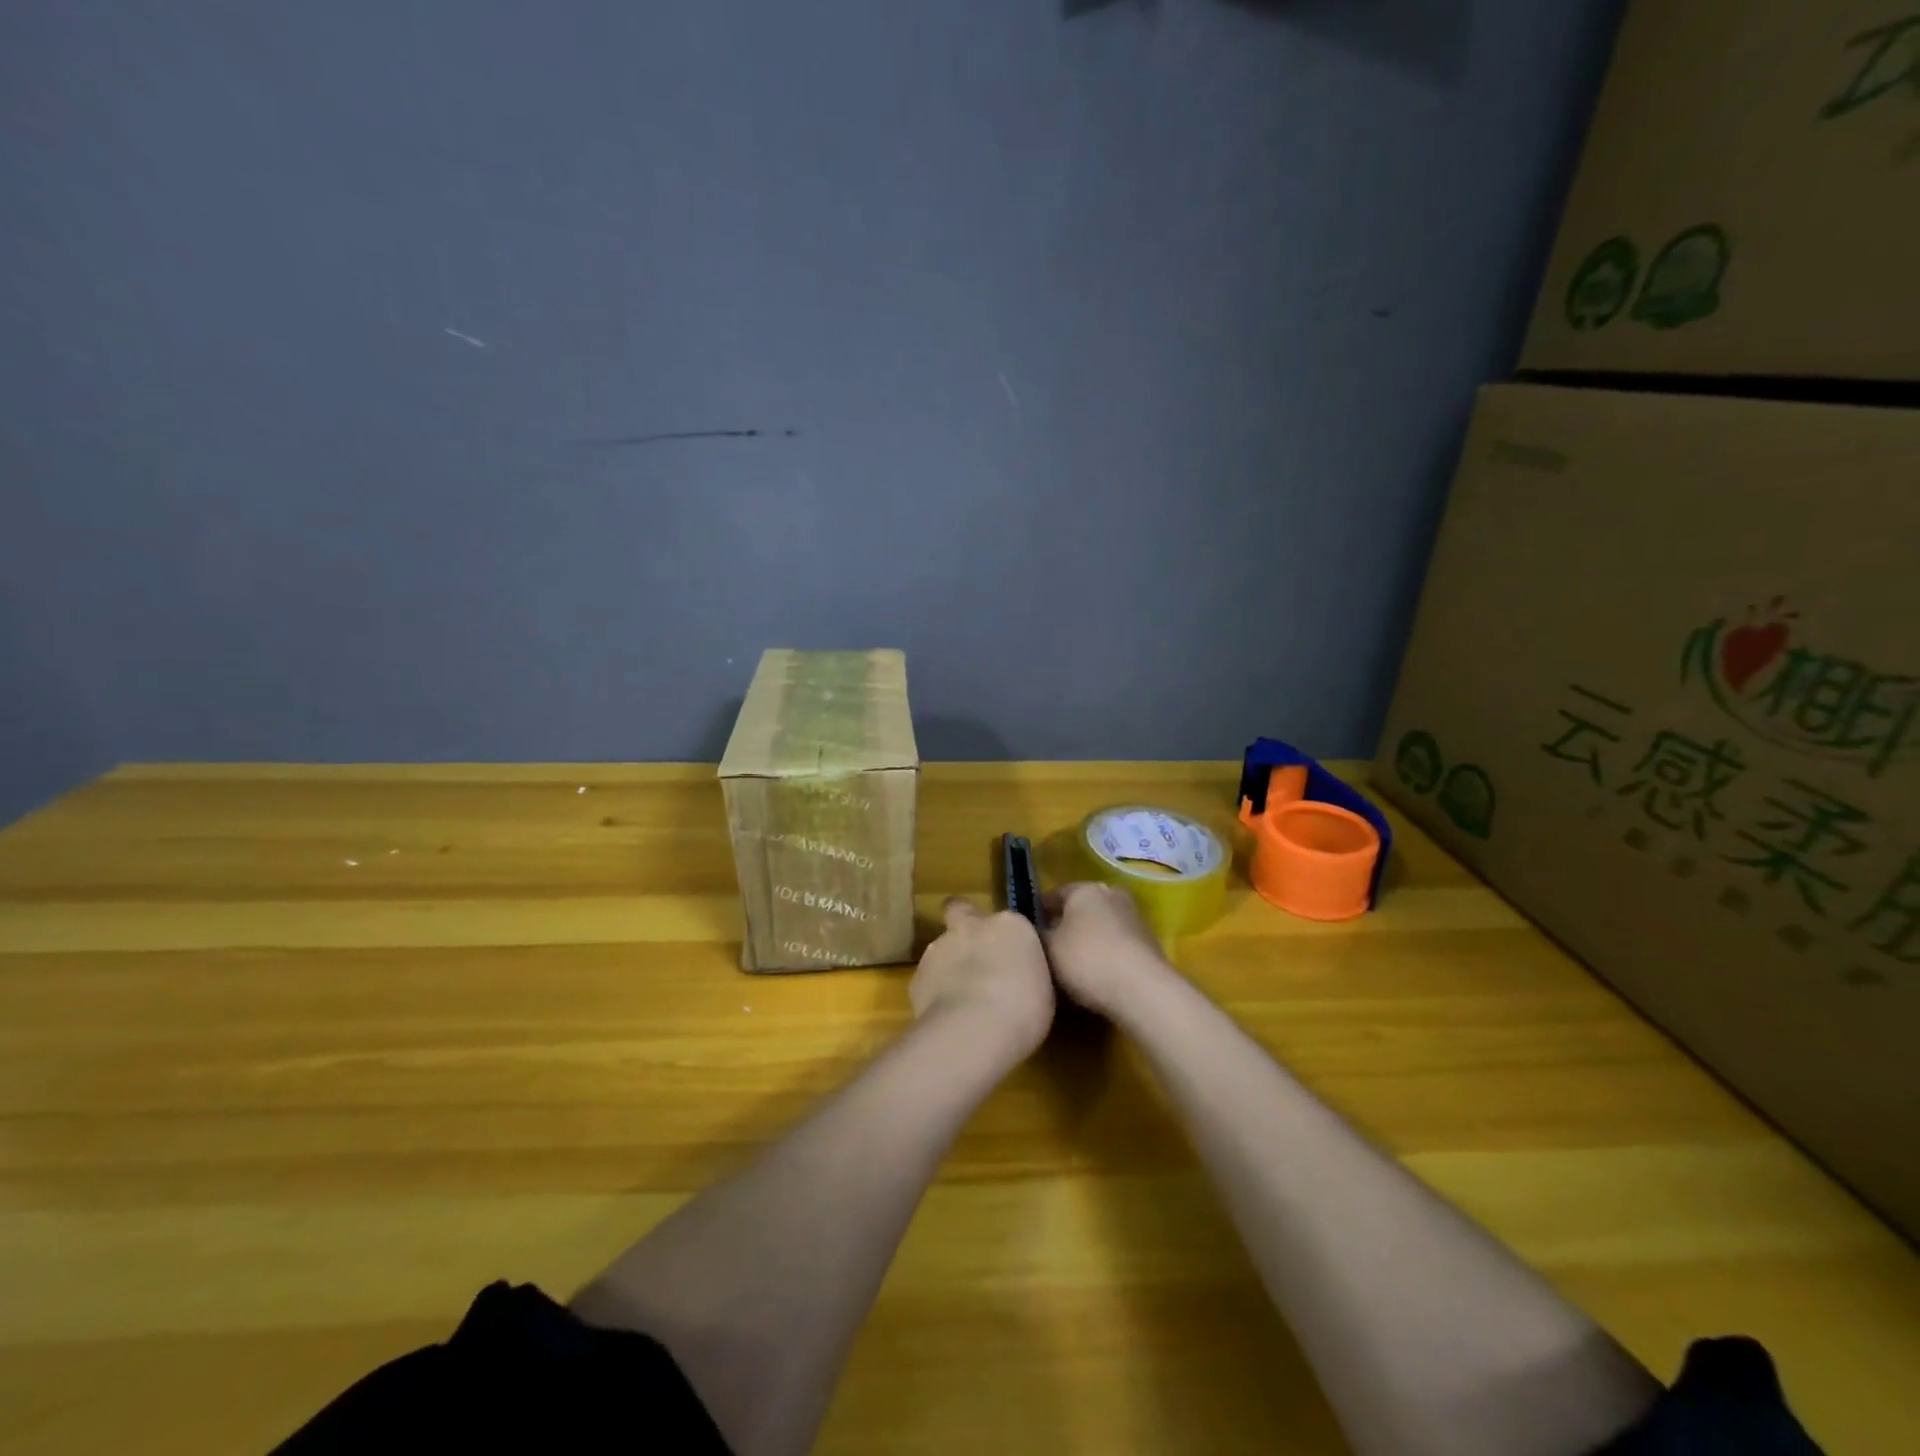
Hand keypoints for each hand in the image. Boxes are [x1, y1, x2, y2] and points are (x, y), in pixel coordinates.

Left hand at [909, 899, 1055, 1057]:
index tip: (1009, 955)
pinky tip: (946, 1016)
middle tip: (973, 956)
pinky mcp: (917, 977)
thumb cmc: (1024, 1008)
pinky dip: (935, 992)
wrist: (975, 1029)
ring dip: (949, 964)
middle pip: (960, 913)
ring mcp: (939, 948)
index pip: (1006, 920)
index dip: (1004, 936)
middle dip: (963, 927)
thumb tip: (1015, 974)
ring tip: (961, 999)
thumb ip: (1023, 970)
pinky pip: (928, 979)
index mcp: (1009, 925)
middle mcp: (971, 927)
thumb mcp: (1041, 987)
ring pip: (942, 948)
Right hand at [1039, 881, 1176, 1019]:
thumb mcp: (1048, 949)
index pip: (1054, 895)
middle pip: (1081, 908)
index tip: (1027, 931)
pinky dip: (1106, 954)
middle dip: (1066, 924)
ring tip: (1072, 966)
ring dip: (1089, 940)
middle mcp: (1112, 895)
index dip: (1038, 912)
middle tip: (1050, 948)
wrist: (1143, 990)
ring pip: (1102, 926)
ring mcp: (1135, 919)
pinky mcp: (1149, 944)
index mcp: (1085, 889)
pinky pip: (1118, 945)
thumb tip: (1034, 930)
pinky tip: (1097, 975)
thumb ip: (1037, 935)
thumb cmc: (1087, 960)